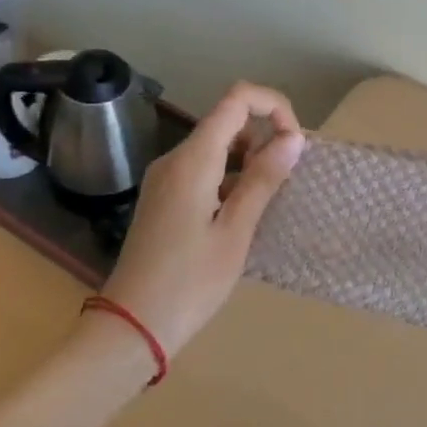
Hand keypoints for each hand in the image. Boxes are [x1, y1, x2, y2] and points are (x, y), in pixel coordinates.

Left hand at [99, 82, 305, 359]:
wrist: (131, 326)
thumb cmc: (190, 282)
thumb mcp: (236, 232)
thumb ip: (263, 179)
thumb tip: (294, 138)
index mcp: (193, 159)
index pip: (237, 99)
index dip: (273, 106)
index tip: (295, 143)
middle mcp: (175, 158)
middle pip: (226, 119)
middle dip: (264, 135)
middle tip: (288, 176)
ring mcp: (166, 178)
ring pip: (216, 145)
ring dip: (249, 158)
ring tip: (271, 197)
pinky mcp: (164, 197)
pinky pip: (203, 169)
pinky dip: (230, 177)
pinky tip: (244, 212)